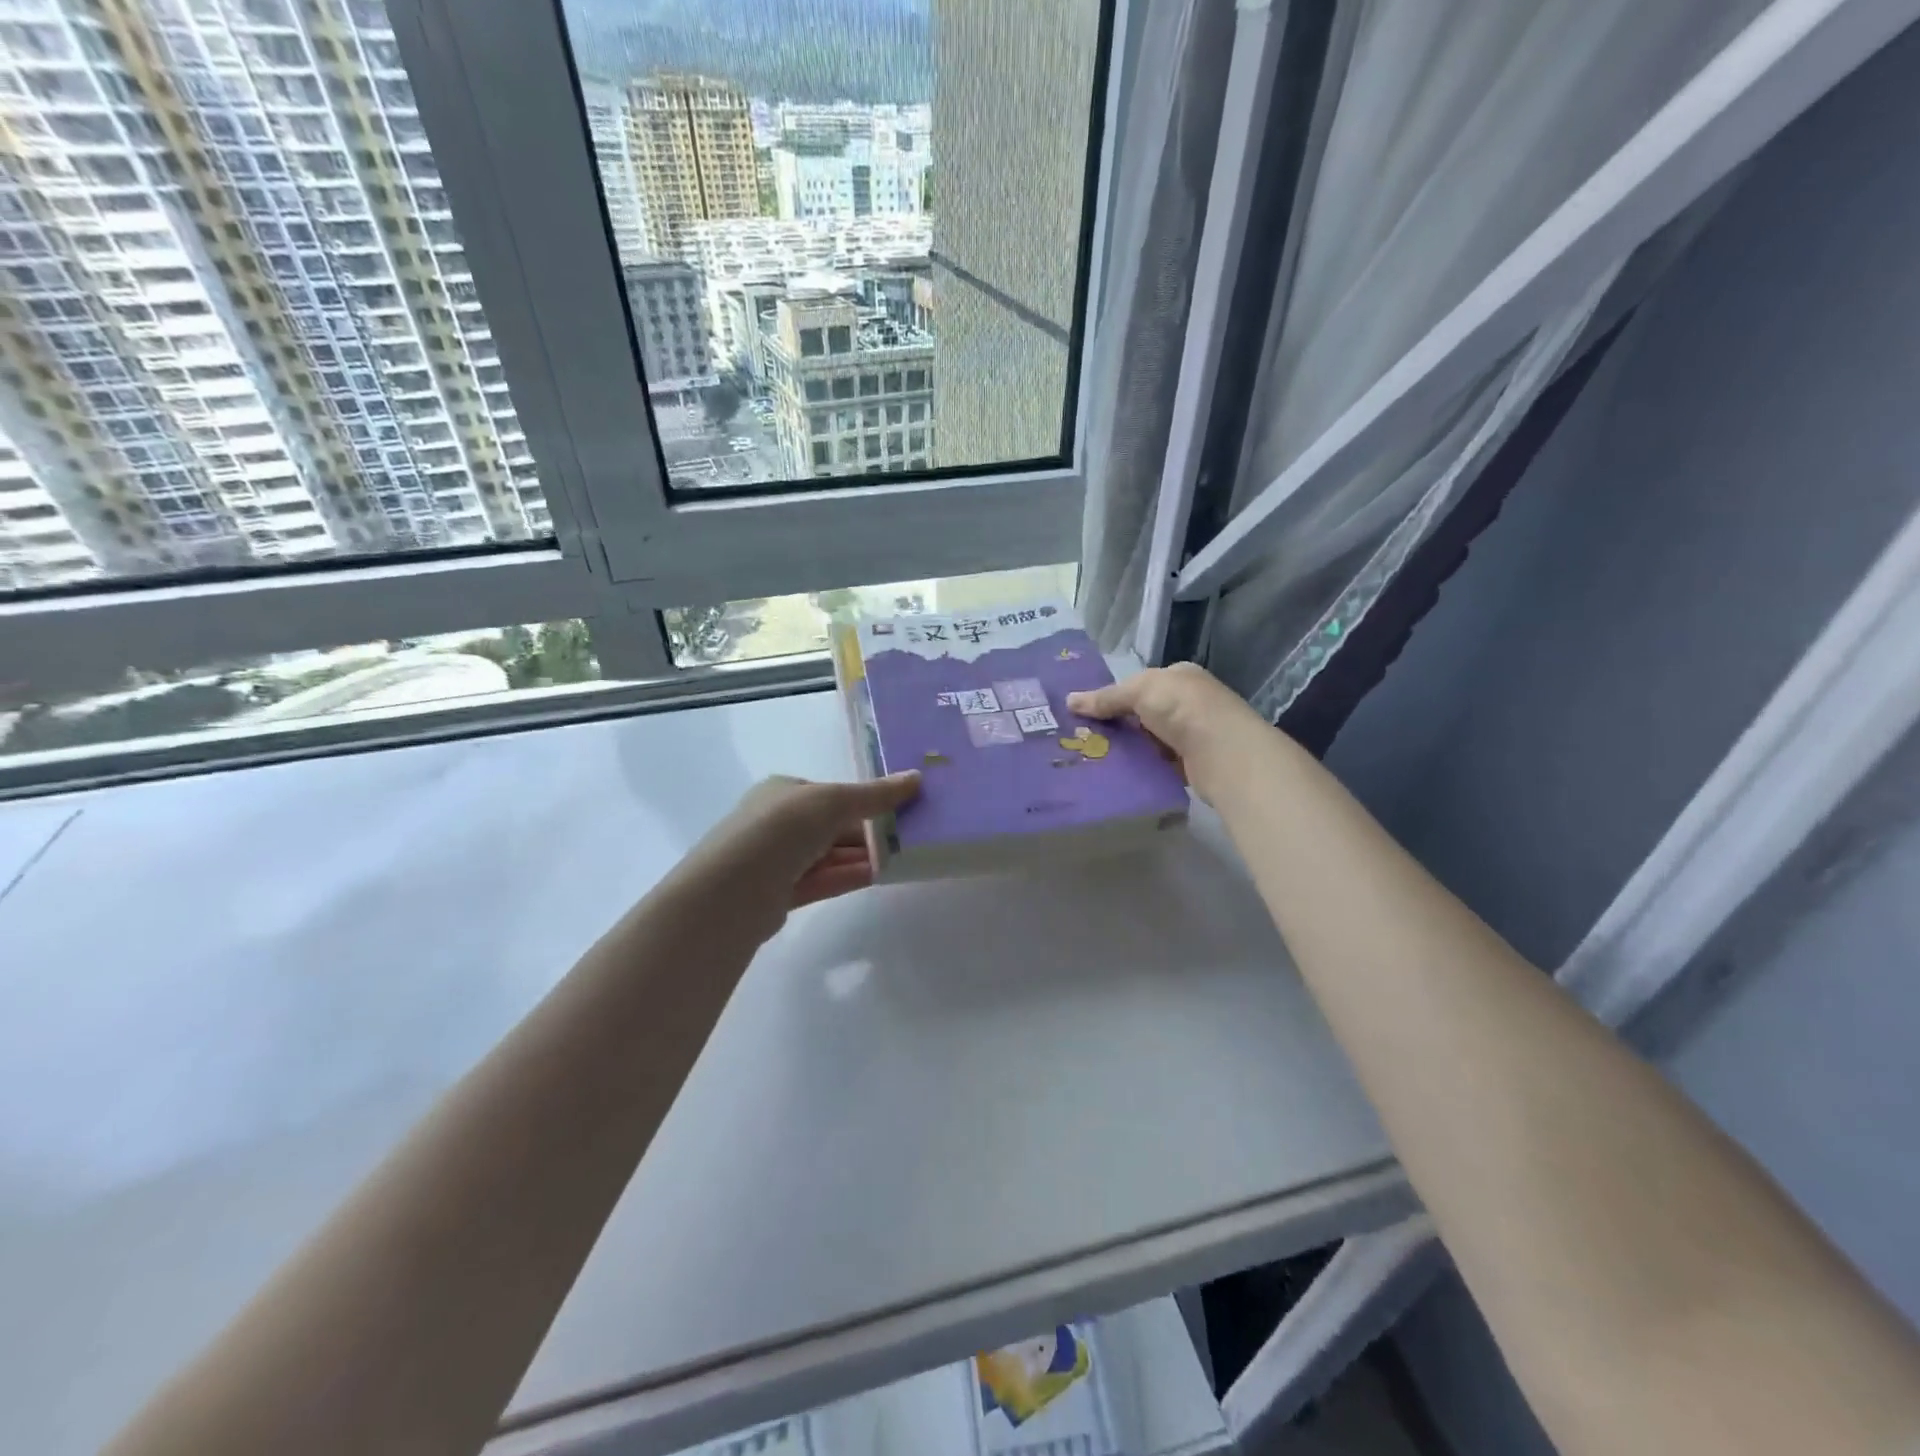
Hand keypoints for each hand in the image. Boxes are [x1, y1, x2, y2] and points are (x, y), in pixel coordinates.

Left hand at [673, 773, 921, 938]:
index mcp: (784, 791)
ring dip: (865, 856)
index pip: (832, 794)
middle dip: (870, 832)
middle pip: (834, 825)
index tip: (903, 810)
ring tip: (906, 857)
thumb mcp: (833, 801)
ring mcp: (778, 859)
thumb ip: (876, 794)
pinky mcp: (782, 893)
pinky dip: (851, 875)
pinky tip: (881, 876)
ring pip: (831, 855)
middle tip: (912, 837)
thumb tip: (917, 777)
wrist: (733, 890)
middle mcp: (778, 822)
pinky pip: (824, 880)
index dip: (868, 801)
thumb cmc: (782, 829)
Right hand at [1067, 663, 1267, 803]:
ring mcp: (1194, 734)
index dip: (1114, 697)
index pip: (1141, 684)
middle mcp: (1189, 702)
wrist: (1224, 752)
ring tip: (1095, 759)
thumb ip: (1106, 697)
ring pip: (1150, 741)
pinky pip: (1160, 764)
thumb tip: (1069, 700)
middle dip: (1118, 725)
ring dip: (1129, 749)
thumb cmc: (1183, 708)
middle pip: (1144, 713)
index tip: (1088, 713)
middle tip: (1084, 739)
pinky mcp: (1194, 764)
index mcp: (1180, 677)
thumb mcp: (1139, 691)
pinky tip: (1121, 775)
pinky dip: (1143, 768)